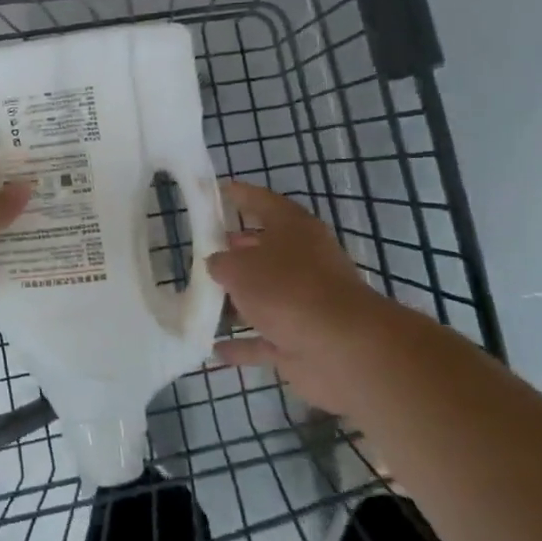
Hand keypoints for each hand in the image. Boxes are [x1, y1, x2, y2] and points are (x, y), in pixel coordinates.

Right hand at [204, 180, 387, 412]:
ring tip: (199, 298)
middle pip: (262, 250)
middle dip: (233, 251)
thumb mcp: (239, 267)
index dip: (238, 194)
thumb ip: (221, 262)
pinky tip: (214, 347)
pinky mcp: (301, 339)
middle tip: (200, 250)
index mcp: (294, 228)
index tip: (214, 190)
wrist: (342, 349)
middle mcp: (302, 260)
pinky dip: (242, 343)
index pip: (262, 202)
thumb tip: (217, 264)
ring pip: (263, 295)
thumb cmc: (287, 290)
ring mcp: (304, 302)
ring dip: (236, 300)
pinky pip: (264, 337)